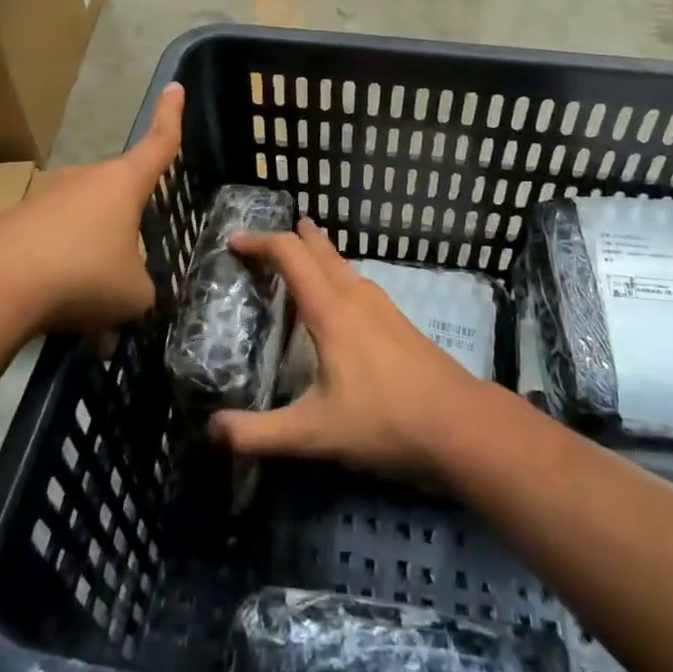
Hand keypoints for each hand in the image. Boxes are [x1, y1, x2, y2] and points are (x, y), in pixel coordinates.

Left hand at [0, 83, 183, 339]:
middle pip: (118, 202)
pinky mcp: (15, 225)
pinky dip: (62, 284)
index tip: (174, 86)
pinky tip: (61, 323)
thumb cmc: (84, 274)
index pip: (158, 143)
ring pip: (85, 235)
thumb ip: (142, 292)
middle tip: (130, 285)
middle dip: (127, 239)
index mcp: (123, 183)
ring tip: (95, 322)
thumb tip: (130, 301)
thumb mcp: (133, 294)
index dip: (170, 116)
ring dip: (94, 271)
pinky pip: (53, 253)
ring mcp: (47, 200)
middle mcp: (85, 181)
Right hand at [210, 219, 480, 479]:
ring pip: (342, 264)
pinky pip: (358, 282)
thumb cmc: (384, 421)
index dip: (259, 242)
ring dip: (316, 254)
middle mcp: (356, 297)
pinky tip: (339, 300)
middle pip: (319, 249)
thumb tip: (212, 429)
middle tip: (261, 240)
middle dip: (289, 238)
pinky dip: (336, 274)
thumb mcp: (314, 433)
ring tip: (298, 257)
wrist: (460, 425)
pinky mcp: (399, 322)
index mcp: (331, 311)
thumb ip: (260, 433)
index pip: (289, 255)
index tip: (234, 241)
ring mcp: (383, 306)